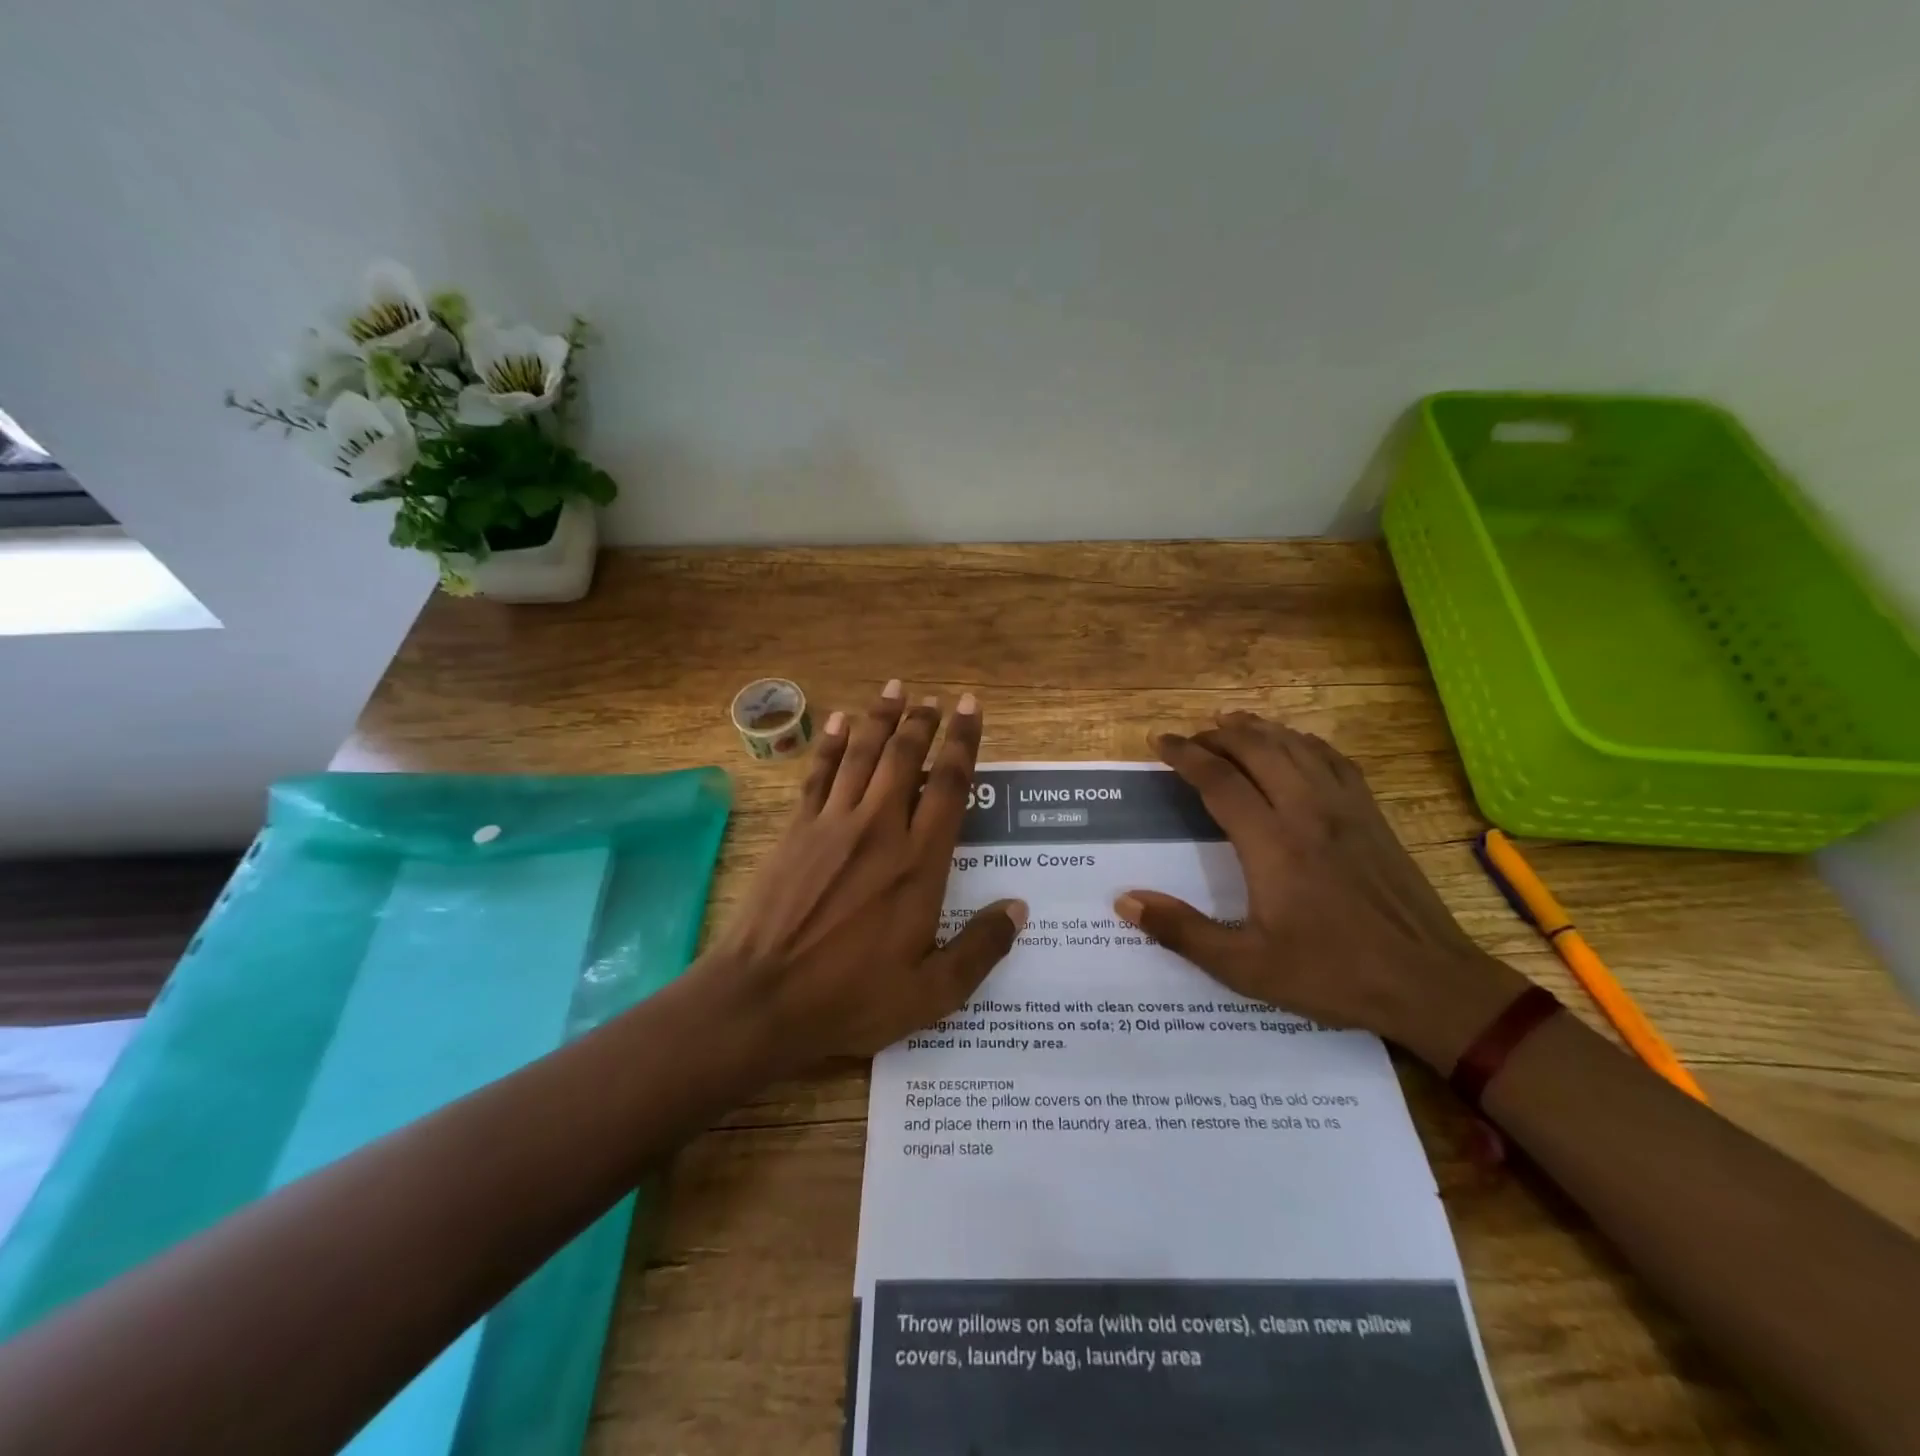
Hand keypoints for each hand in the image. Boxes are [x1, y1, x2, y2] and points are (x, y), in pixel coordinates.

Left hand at [708, 681, 1025, 1068]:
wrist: (761, 999)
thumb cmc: (850, 998)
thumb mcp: (931, 993)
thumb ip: (979, 949)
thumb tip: (1018, 909)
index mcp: (918, 863)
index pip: (950, 786)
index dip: (963, 742)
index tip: (971, 708)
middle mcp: (879, 829)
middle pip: (906, 758)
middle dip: (923, 721)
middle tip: (935, 697)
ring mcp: (832, 825)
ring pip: (863, 755)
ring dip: (881, 718)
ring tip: (896, 688)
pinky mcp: (796, 831)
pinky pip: (819, 775)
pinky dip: (832, 744)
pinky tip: (841, 722)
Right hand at [1113, 711, 1526, 1069]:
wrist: (1429, 983)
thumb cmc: (1332, 974)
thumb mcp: (1246, 967)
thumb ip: (1182, 932)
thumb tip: (1126, 902)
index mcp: (1272, 845)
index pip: (1220, 781)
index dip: (1186, 755)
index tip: (1161, 741)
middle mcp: (1307, 812)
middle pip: (1258, 750)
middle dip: (1219, 735)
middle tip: (1192, 736)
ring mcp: (1346, 809)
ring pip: (1296, 747)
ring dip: (1259, 729)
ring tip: (1231, 722)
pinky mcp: (1373, 816)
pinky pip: (1334, 760)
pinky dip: (1304, 742)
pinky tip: (1294, 744)